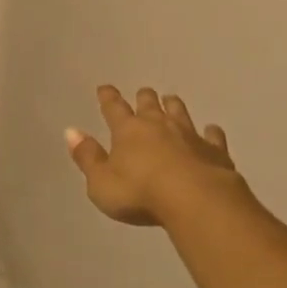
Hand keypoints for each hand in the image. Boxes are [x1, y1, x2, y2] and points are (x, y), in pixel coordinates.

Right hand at [65, 85, 240, 226]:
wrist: (195, 199)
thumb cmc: (140, 193)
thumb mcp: (101, 182)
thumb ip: (87, 157)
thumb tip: (71, 131)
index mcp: (128, 131)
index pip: (114, 108)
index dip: (108, 98)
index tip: (105, 88)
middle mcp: (158, 125)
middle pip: (150, 104)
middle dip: (144, 98)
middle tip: (144, 92)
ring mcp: (189, 135)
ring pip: (180, 113)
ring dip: (173, 106)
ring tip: (171, 100)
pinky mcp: (215, 151)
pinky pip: (212, 136)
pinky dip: (210, 132)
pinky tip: (211, 130)